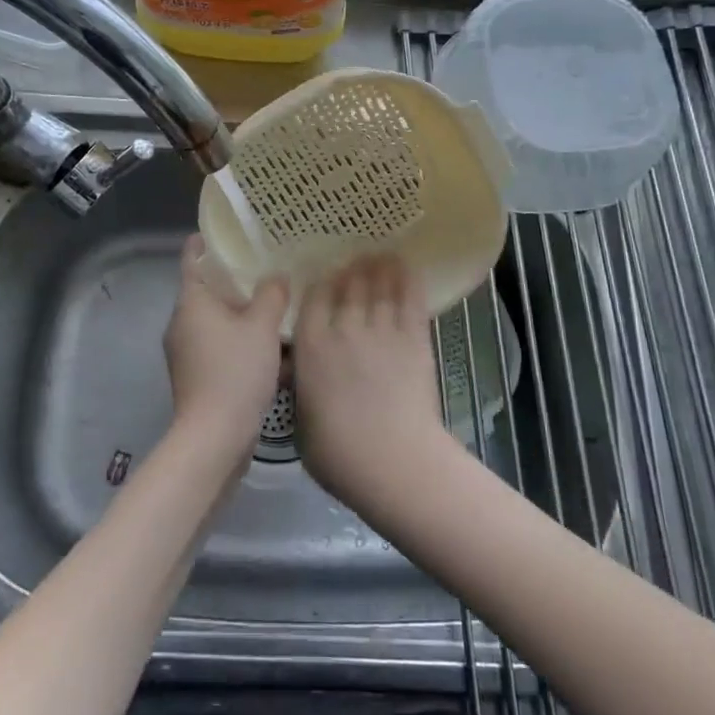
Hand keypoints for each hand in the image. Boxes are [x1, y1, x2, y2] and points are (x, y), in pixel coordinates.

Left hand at [163, 235, 288, 462]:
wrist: (214, 436)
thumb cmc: (235, 371)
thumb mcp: (262, 327)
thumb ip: (271, 295)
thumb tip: (276, 277)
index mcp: (191, 302)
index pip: (192, 260)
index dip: (204, 243)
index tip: (222, 232)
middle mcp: (181, 323)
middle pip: (205, 291)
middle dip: (232, 281)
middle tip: (264, 269)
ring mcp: (185, 352)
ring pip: (214, 321)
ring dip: (239, 314)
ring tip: (272, 308)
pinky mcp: (195, 376)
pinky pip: (218, 346)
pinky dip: (238, 341)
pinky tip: (267, 348)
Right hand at [293, 256, 455, 504]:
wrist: (391, 459)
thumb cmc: (337, 453)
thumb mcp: (301, 421)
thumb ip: (302, 389)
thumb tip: (303, 377)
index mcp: (310, 346)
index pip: (313, 299)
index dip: (320, 285)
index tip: (325, 279)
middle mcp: (343, 328)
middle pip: (347, 286)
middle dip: (351, 270)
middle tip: (356, 259)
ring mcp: (381, 330)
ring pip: (378, 286)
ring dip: (378, 267)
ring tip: (380, 255)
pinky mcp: (413, 338)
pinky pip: (409, 299)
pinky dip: (408, 279)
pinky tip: (407, 265)